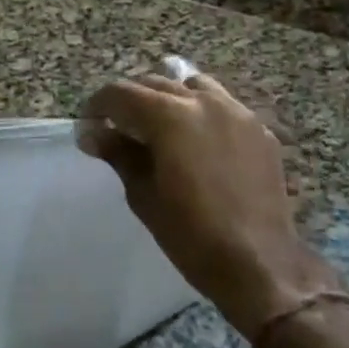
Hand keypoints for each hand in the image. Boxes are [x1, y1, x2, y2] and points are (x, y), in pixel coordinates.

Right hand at [79, 70, 334, 341]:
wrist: (257, 262)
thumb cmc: (189, 233)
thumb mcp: (142, 193)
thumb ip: (117, 152)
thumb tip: (90, 132)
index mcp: (170, 116)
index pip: (121, 93)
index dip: (98, 106)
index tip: (88, 125)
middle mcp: (204, 102)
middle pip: (156, 84)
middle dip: (131, 101)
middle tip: (116, 128)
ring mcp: (237, 113)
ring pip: (192, 87)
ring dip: (169, 99)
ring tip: (159, 126)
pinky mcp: (260, 130)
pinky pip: (223, 106)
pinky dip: (201, 113)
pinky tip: (196, 141)